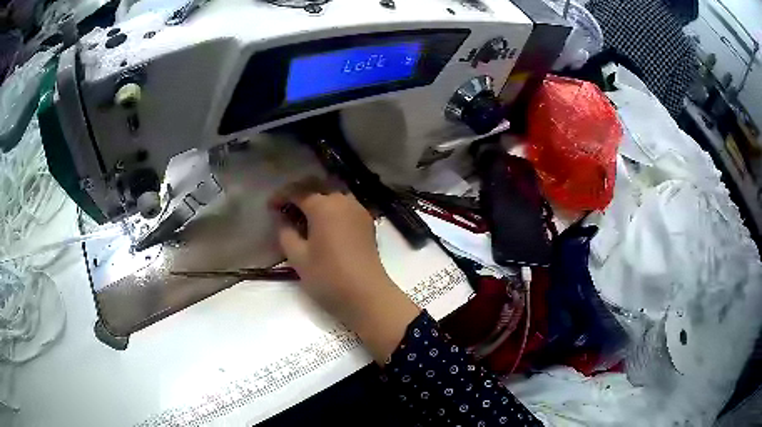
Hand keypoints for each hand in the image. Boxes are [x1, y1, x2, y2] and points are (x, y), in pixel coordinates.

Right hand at [271, 179, 419, 361]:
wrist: (367, 295)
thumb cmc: (328, 277)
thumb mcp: (298, 257)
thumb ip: (286, 233)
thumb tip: (283, 220)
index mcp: (324, 206)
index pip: (298, 191)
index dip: (281, 196)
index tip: (270, 207)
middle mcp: (343, 200)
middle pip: (317, 186)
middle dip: (299, 192)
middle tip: (285, 206)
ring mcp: (358, 210)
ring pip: (333, 194)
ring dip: (316, 198)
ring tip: (303, 215)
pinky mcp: (367, 222)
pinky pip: (345, 205)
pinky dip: (331, 207)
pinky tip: (323, 223)